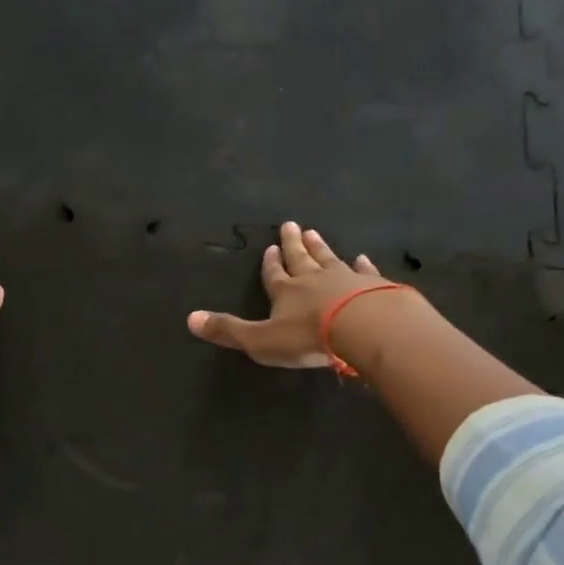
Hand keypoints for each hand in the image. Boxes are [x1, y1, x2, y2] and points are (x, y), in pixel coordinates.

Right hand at [186, 221, 394, 368]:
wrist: (364, 327)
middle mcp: (314, 279)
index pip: (274, 274)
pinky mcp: (374, 286)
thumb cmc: (308, 337)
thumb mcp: (261, 340)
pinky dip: (362, 265)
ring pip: (329, 259)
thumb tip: (190, 319)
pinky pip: (365, 271)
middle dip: (294, 245)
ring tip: (315, 233)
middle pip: (301, 258)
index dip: (271, 264)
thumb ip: (229, 330)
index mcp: (286, 292)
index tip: (271, 249)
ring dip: (321, 248)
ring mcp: (346, 279)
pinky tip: (362, 258)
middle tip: (292, 225)